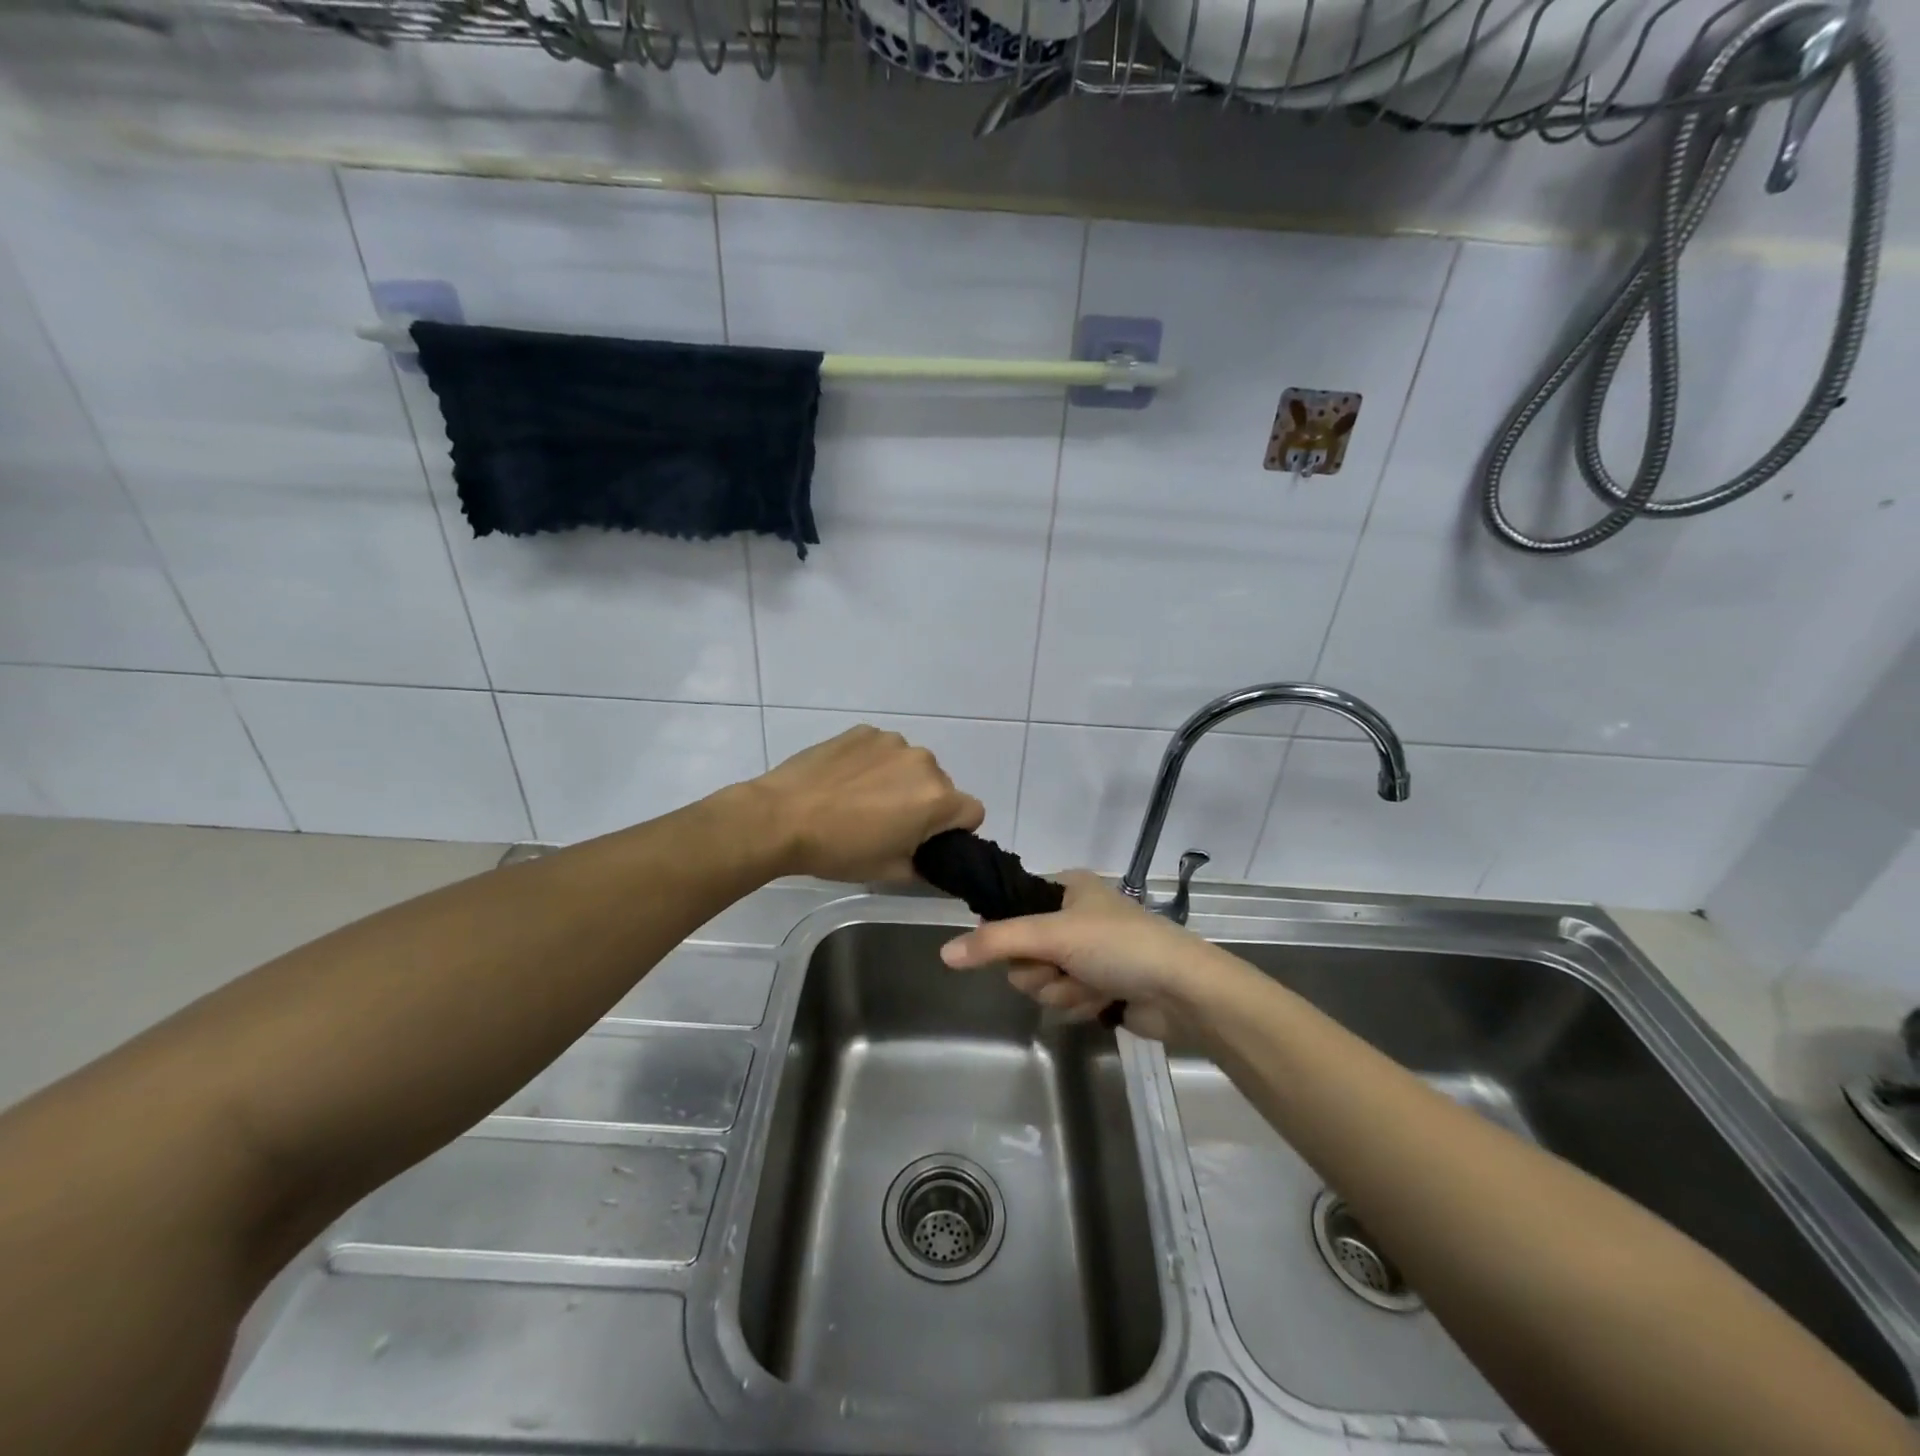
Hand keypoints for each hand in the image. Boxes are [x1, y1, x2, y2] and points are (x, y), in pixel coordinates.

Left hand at [753, 726, 984, 882]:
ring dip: (899, 781)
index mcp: (937, 798)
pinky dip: (874, 764)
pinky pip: (884, 750)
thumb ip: (926, 867)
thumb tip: (935, 863)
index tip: (926, 841)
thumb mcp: (890, 872)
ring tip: (861, 801)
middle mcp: (924, 762)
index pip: (973, 812)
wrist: (781, 817)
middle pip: (942, 786)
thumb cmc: (839, 850)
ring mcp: (892, 741)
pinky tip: (845, 781)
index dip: (955, 830)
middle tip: (888, 825)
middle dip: (924, 804)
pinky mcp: (864, 731)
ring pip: (912, 766)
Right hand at [938, 871, 1230, 1040]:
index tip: (1020, 946)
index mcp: (1066, 887)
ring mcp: (1087, 954)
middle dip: (1040, 971)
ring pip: (1041, 981)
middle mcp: (1073, 917)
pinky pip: (1065, 1000)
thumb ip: (996, 942)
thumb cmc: (1118, 945)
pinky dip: (1080, 1004)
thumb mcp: (1053, 934)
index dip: (1008, 933)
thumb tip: (943, 953)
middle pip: (1022, 952)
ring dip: (1062, 991)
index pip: (1011, 907)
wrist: (1181, 991)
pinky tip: (1104, 1002)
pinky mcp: (1099, 987)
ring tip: (1091, 986)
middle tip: (1062, 968)